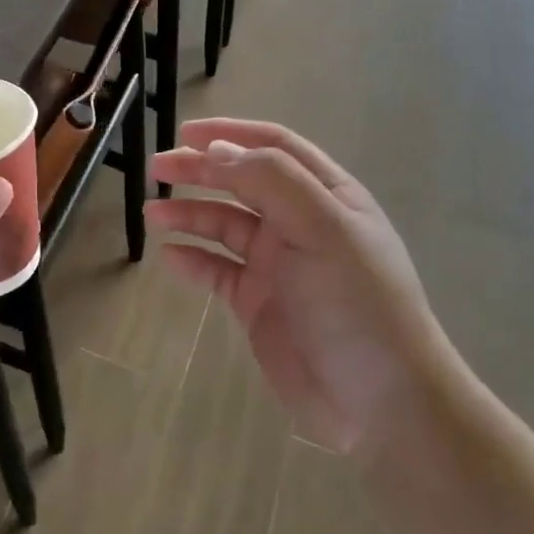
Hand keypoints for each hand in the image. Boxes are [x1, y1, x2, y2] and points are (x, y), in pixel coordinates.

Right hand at [145, 118, 453, 455]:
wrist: (380, 402)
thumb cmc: (357, 303)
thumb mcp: (323, 229)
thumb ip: (271, 181)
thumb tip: (217, 149)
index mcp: (327, 196)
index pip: (274, 147)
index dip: (230, 133)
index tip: (184, 131)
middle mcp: (301, 223)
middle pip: (242, 181)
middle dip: (200, 170)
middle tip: (157, 168)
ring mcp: (279, 264)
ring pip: (225, 225)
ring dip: (190, 213)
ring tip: (153, 214)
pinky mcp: (259, 302)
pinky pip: (218, 270)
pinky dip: (194, 260)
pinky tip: (171, 257)